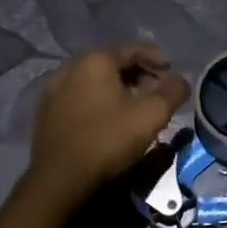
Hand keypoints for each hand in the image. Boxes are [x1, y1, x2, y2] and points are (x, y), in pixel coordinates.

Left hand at [26, 45, 189, 207]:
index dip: (155, 58)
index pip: (132, 49)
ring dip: (117, 87)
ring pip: (94, 80)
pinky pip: (79, 96)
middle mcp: (70, 67)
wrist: (60, 178)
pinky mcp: (45, 112)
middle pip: (112, 63)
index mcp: (95, 61)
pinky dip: (98, 100)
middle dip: (137, 73)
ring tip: (134, 105)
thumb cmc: (108, 140)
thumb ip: (172, 91)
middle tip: (155, 90)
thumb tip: (180, 80)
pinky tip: (108, 118)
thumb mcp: (151, 115)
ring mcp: (53, 90)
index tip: (171, 70)